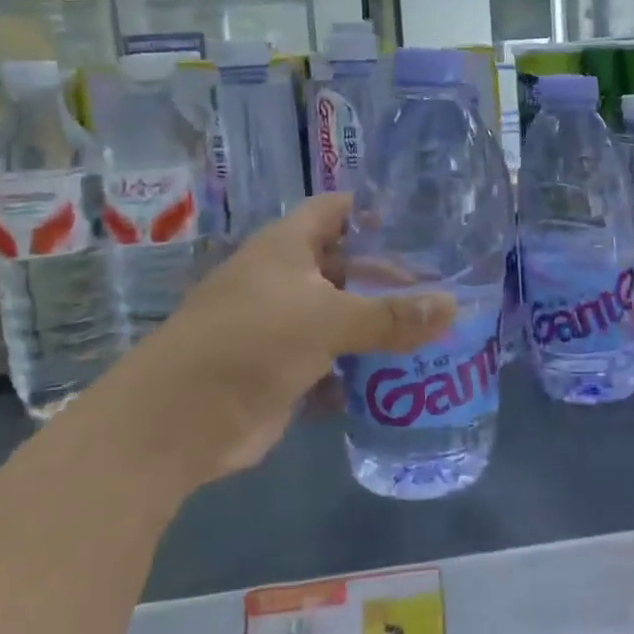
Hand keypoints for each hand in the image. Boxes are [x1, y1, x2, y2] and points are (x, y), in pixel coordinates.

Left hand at [108, 194, 455, 488]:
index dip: (374, 211)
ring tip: (435, 330)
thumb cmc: (253, 342)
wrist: (178, 422)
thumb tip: (454, 307)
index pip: (336, 211)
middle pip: (347, 267)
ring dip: (379, 326)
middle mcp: (285, 279)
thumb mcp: (329, 320)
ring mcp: (283, 326)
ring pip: (342, 317)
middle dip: (389, 278)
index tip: (422, 224)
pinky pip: (333, 361)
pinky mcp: (284, 370)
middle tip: (442, 287)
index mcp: (287, 247)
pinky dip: (361, 368)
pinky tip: (401, 375)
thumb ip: (392, 316)